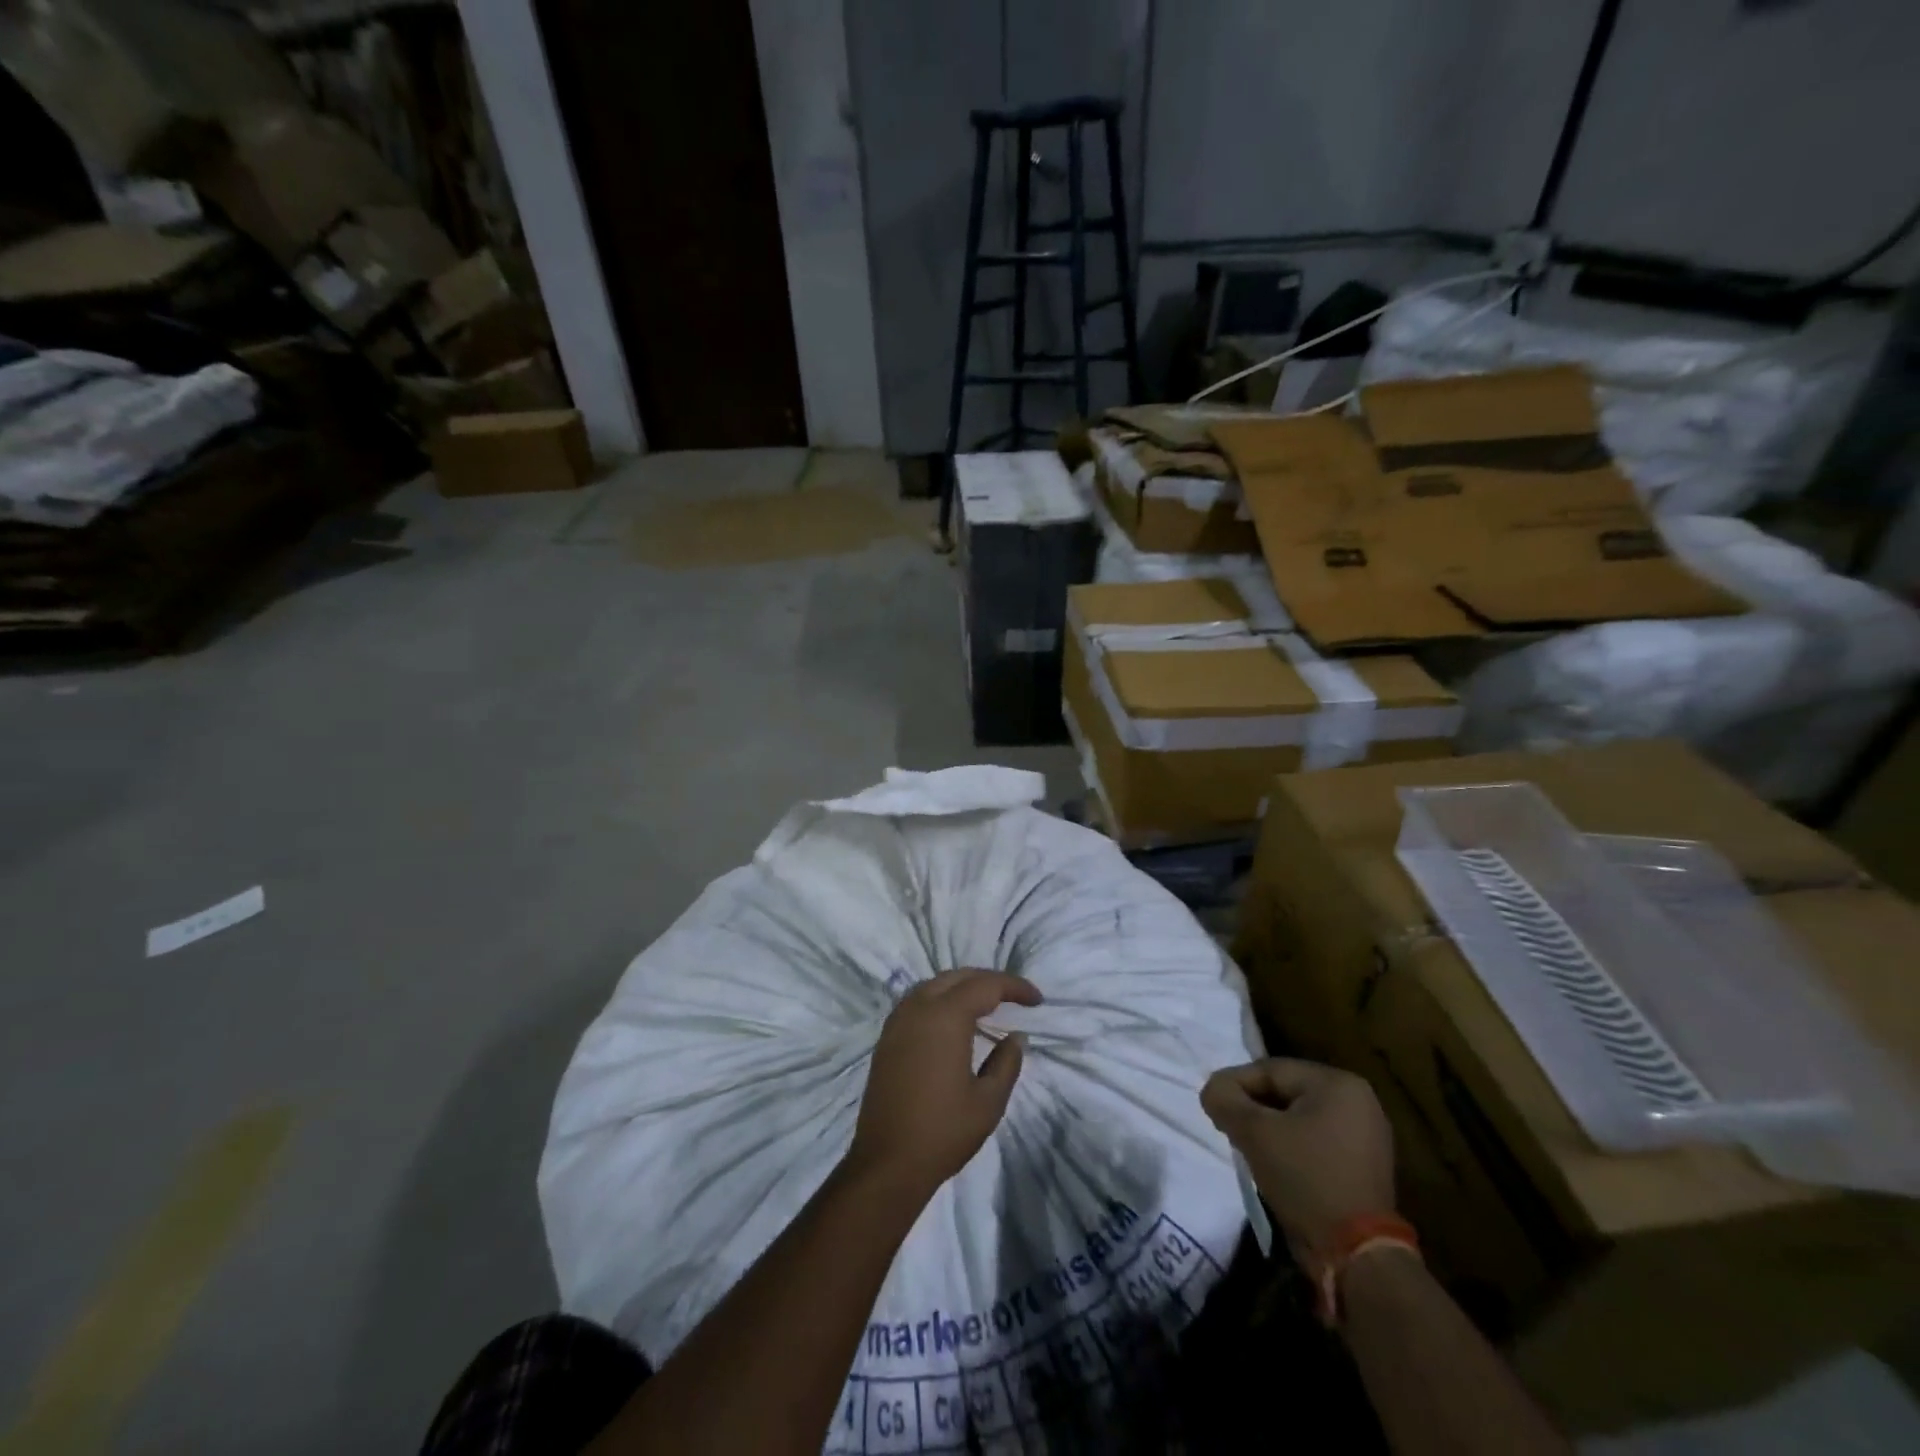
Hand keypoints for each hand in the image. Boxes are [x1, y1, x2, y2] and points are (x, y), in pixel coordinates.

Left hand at [845, 969, 1040, 1202]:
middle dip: (989, 981)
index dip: (1014, 987)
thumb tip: (1015, 1037)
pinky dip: (941, 998)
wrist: (887, 1163)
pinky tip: (954, 1020)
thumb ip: (1006, 1063)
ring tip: (988, 1004)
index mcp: (945, 1017)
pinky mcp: (887, 1038)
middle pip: (958, 977)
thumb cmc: (943, 1132)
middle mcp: (919, 1008)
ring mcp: (898, 1021)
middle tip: (1015, 998)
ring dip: (963, 986)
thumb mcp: (988, 1102)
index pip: (985, 985)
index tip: (1037, 1000)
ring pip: (934, 984)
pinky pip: (918, 1001)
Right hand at [1201, 1058, 1395, 1257]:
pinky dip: (1291, 1146)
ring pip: (1298, 1117)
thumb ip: (1225, 1099)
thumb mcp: (1254, 1132)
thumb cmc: (1305, 1178)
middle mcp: (1358, 1101)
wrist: (1355, 1256)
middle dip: (1252, 1107)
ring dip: (1269, 1128)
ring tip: (1245, 1146)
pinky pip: (1315, 1140)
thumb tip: (1213, 1090)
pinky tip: (1273, 1164)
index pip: (1270, 1070)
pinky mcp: (1363, 1165)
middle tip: (1226, 1126)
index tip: (1211, 1106)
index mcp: (1338, 1084)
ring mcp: (1366, 1135)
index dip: (1234, 1085)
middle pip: (1285, 1092)